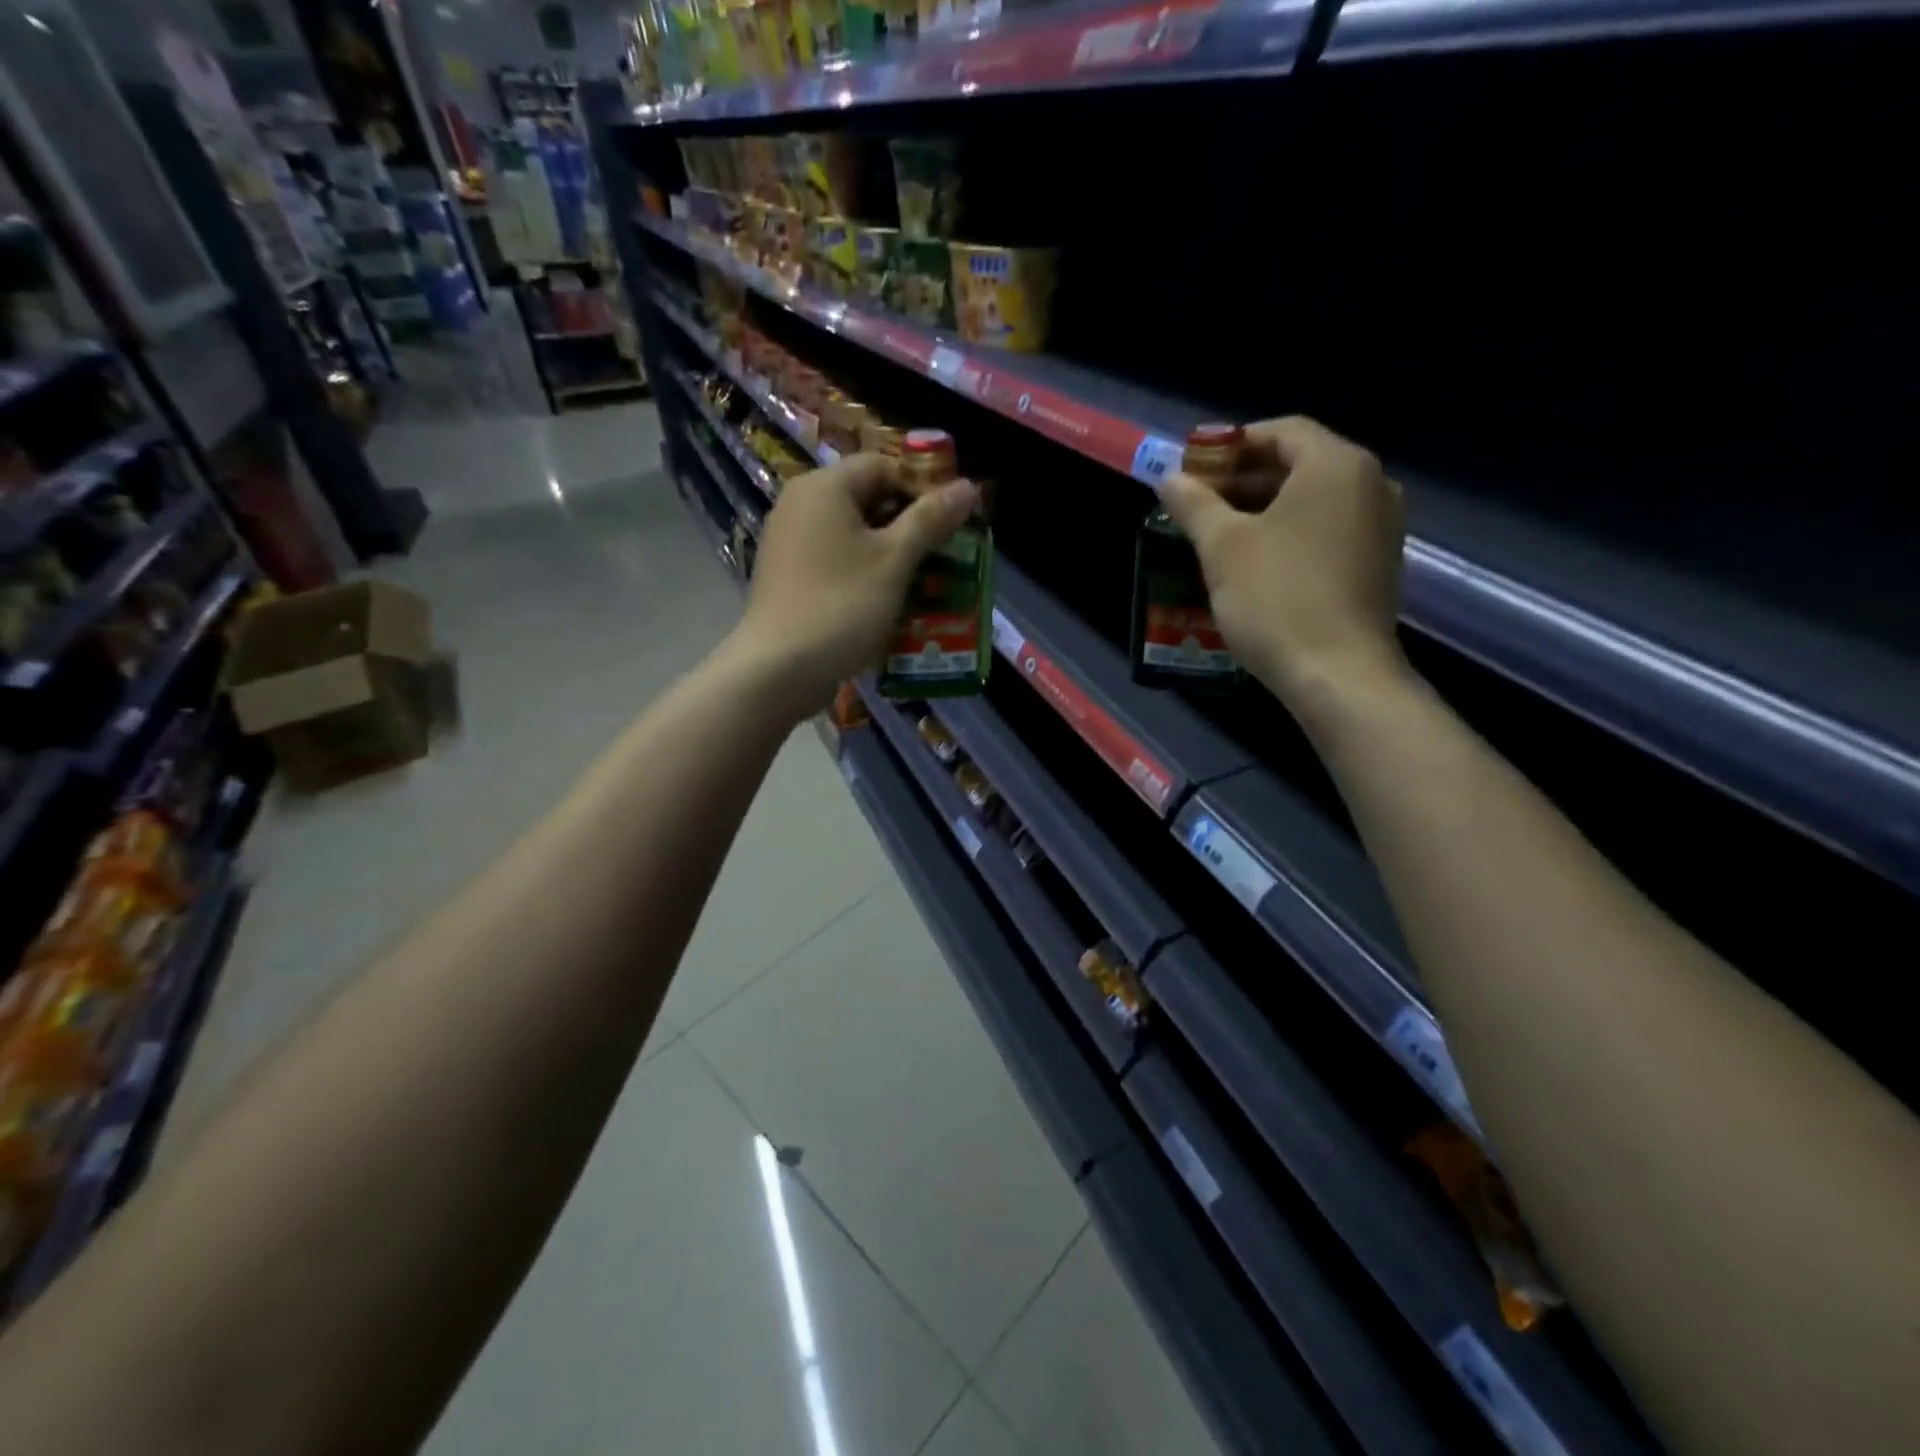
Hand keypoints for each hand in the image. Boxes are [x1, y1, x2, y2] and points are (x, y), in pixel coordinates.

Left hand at [730, 452, 975, 715]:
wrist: (777, 669)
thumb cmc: (842, 605)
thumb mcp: (894, 560)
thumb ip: (930, 519)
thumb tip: (968, 486)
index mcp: (824, 487)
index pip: (883, 466)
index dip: (923, 487)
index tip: (953, 519)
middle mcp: (800, 504)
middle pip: (867, 499)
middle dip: (910, 524)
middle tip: (946, 552)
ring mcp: (789, 543)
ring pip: (853, 535)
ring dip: (890, 553)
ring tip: (925, 580)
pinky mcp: (788, 577)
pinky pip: (835, 562)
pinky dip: (864, 573)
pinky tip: (888, 601)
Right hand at [1160, 416, 1407, 714]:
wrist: (1338, 674)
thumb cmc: (1277, 598)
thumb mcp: (1222, 547)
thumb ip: (1194, 504)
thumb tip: (1169, 479)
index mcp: (1336, 465)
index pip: (1282, 431)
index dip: (1232, 445)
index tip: (1194, 469)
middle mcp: (1370, 484)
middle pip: (1299, 464)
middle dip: (1244, 479)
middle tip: (1199, 503)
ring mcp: (1380, 526)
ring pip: (1313, 501)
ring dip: (1264, 508)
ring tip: (1218, 534)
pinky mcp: (1377, 564)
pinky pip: (1327, 530)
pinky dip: (1290, 534)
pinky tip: (1255, 563)